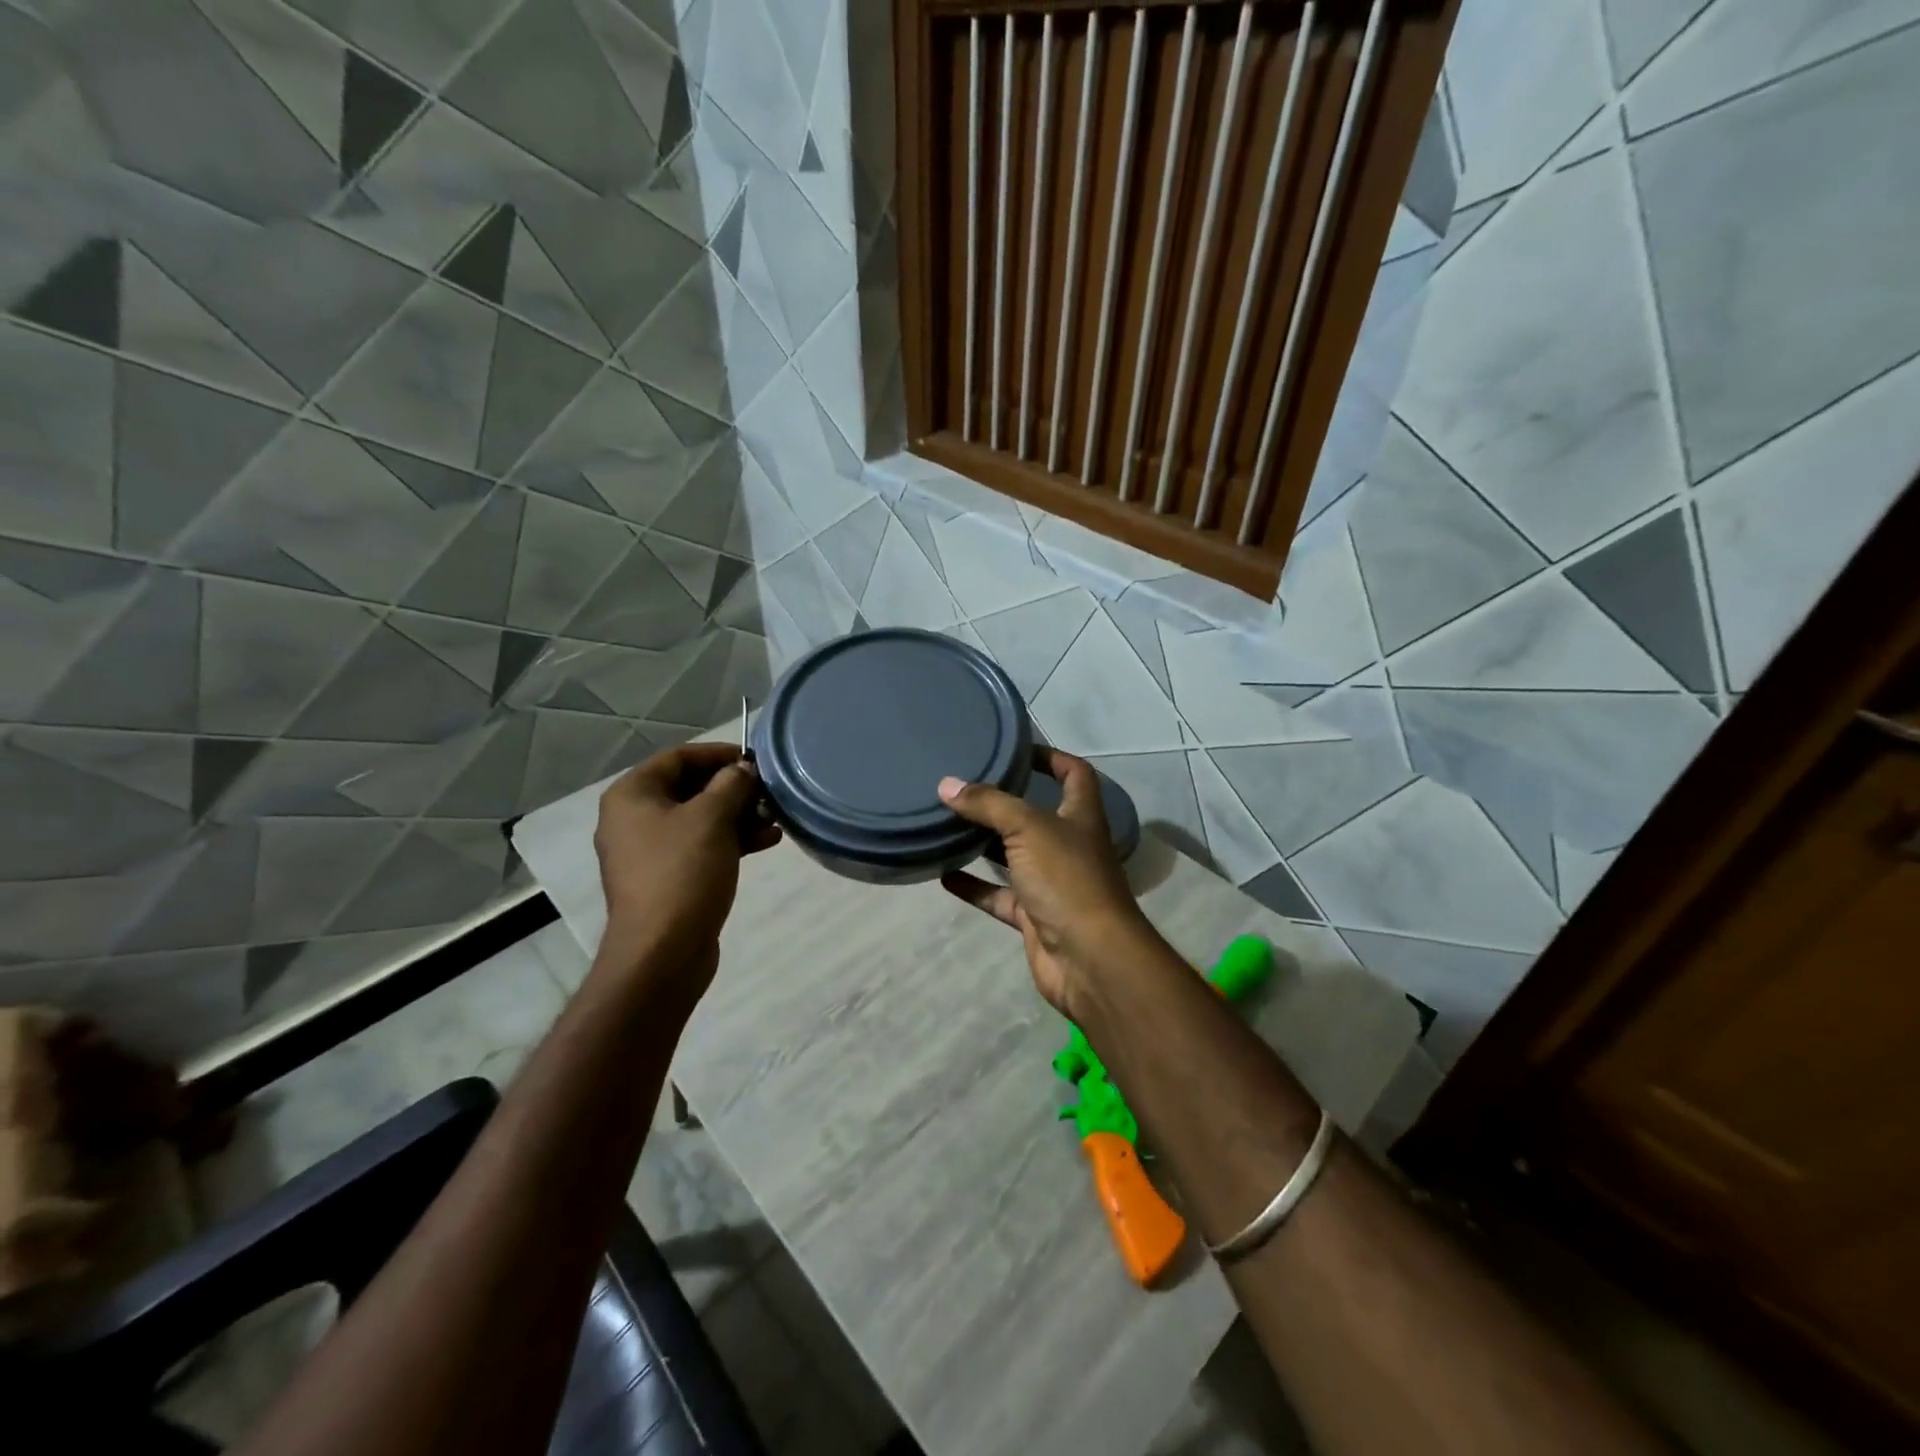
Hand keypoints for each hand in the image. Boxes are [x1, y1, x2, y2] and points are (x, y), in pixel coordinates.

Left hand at [594, 743, 779, 992]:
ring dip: (739, 815)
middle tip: (769, 793)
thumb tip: (743, 770)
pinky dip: (732, 840)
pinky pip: (702, 846)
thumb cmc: (683, 872)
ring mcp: (650, 851)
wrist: (663, 951)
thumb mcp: (712, 818)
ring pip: (700, 819)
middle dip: (734, 789)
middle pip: (690, 787)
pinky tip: (768, 842)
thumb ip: (731, 784)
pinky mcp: (668, 877)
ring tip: (775, 820)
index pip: (679, 757)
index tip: (756, 761)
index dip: (719, 754)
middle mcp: (634, 818)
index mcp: (632, 795)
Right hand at [939, 749, 1160, 1018]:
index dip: (1051, 757)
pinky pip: (999, 896)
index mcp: (1080, 816)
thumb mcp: (1027, 829)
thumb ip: (988, 805)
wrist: (1090, 959)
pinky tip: (943, 875)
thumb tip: (947, 784)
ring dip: (985, 843)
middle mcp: (1068, 845)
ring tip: (947, 824)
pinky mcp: (1034, 916)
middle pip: (1036, 815)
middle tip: (964, 785)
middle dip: (1004, 801)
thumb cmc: (1067, 879)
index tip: (1015, 749)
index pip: (1074, 774)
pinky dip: (975, 886)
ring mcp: (1051, 883)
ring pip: (1014, 856)